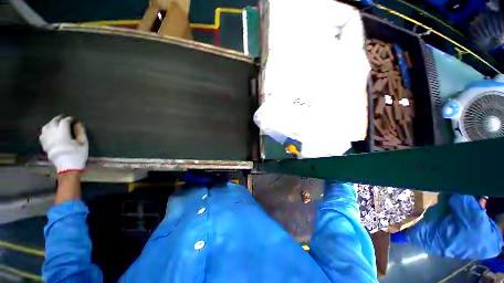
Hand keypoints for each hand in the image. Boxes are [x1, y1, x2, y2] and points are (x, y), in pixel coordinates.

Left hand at [39, 115, 87, 172]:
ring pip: (46, 127)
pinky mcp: (45, 145)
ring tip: (56, 123)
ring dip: (51, 123)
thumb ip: (80, 132)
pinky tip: (49, 131)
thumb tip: (78, 123)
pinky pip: (42, 134)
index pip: (64, 122)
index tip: (74, 119)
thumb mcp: (83, 144)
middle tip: (65, 118)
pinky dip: (46, 130)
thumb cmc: (77, 155)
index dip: (69, 119)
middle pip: (53, 122)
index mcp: (63, 134)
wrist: (68, 168)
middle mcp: (53, 135)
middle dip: (59, 119)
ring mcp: (47, 140)